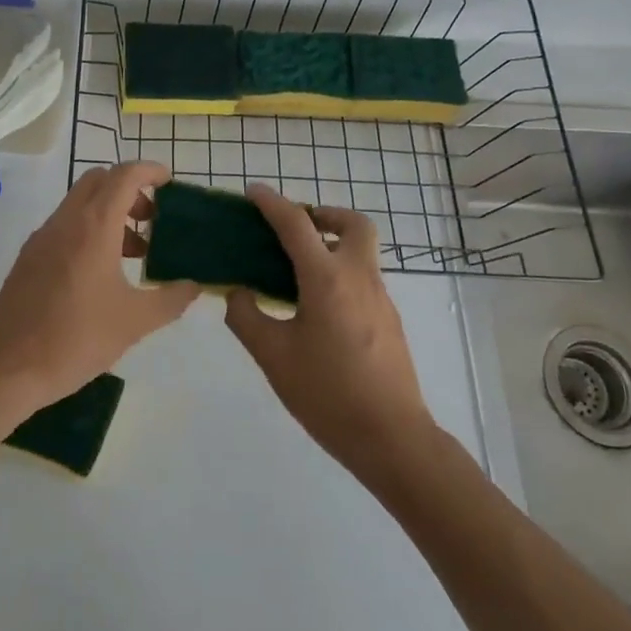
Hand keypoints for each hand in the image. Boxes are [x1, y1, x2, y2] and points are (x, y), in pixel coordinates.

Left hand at [0, 161, 199, 415]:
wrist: (7, 368)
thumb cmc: (76, 339)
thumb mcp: (134, 322)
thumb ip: (170, 299)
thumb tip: (193, 286)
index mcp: (93, 226)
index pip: (124, 175)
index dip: (150, 170)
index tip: (170, 183)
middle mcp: (65, 221)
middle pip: (99, 181)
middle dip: (129, 190)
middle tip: (151, 220)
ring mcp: (42, 237)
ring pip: (80, 203)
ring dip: (109, 213)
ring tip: (133, 254)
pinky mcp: (28, 257)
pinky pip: (64, 226)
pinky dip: (88, 231)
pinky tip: (100, 274)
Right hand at [224, 184, 434, 481]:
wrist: (393, 439)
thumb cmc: (328, 394)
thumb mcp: (273, 357)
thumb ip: (247, 317)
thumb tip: (238, 293)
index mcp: (327, 279)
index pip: (296, 224)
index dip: (272, 203)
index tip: (253, 192)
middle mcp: (358, 277)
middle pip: (353, 224)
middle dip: (324, 214)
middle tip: (295, 228)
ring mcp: (380, 298)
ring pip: (361, 251)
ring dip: (332, 244)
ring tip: (296, 270)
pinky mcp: (389, 320)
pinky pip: (362, 277)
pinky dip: (339, 272)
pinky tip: (316, 307)